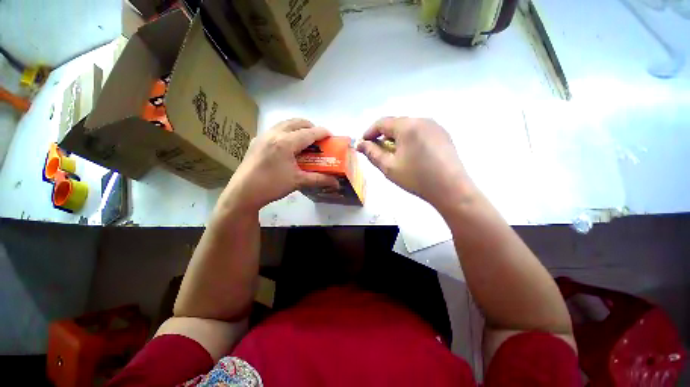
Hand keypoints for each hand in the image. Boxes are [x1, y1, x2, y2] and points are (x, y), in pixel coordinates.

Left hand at [220, 119, 338, 211]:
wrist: (243, 192)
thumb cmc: (272, 185)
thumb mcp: (298, 181)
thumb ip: (319, 179)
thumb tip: (336, 182)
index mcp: (286, 143)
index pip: (309, 133)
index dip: (321, 132)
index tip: (331, 135)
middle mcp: (274, 134)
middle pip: (296, 122)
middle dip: (310, 126)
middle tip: (318, 137)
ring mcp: (263, 135)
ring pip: (284, 123)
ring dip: (297, 127)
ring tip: (304, 138)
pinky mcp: (256, 140)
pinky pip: (275, 129)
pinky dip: (286, 131)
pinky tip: (287, 144)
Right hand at [357, 117, 474, 211]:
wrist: (451, 189)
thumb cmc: (416, 178)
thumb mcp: (389, 167)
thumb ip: (372, 153)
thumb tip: (360, 144)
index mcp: (407, 126)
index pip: (382, 122)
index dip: (369, 132)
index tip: (363, 144)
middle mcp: (422, 120)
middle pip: (396, 124)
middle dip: (383, 136)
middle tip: (378, 152)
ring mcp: (435, 126)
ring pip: (408, 127)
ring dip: (396, 138)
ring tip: (394, 155)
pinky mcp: (443, 134)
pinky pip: (420, 132)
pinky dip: (410, 139)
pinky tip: (411, 155)